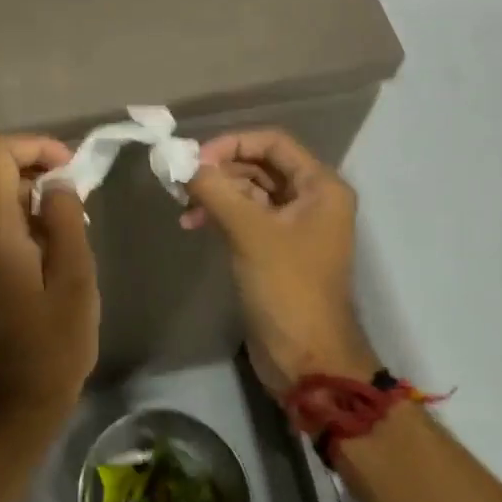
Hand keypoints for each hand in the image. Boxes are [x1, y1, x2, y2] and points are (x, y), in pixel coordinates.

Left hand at [0, 134, 99, 437]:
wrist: (17, 397)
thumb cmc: (54, 342)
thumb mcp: (75, 276)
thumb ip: (65, 218)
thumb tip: (57, 182)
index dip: (35, 146)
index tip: (71, 170)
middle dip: (29, 159)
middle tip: (70, 183)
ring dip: (24, 183)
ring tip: (67, 211)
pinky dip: (16, 206)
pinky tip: (49, 234)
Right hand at [182, 128, 379, 393]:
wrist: (306, 358)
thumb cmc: (287, 288)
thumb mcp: (249, 232)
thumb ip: (215, 190)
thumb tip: (180, 162)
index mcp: (320, 187)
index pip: (273, 142)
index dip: (232, 143)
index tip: (195, 159)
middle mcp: (311, 199)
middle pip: (260, 165)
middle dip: (220, 170)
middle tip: (182, 181)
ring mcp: (294, 225)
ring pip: (250, 191)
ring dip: (216, 193)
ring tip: (183, 206)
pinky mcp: (276, 249)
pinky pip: (246, 217)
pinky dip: (220, 214)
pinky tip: (192, 224)